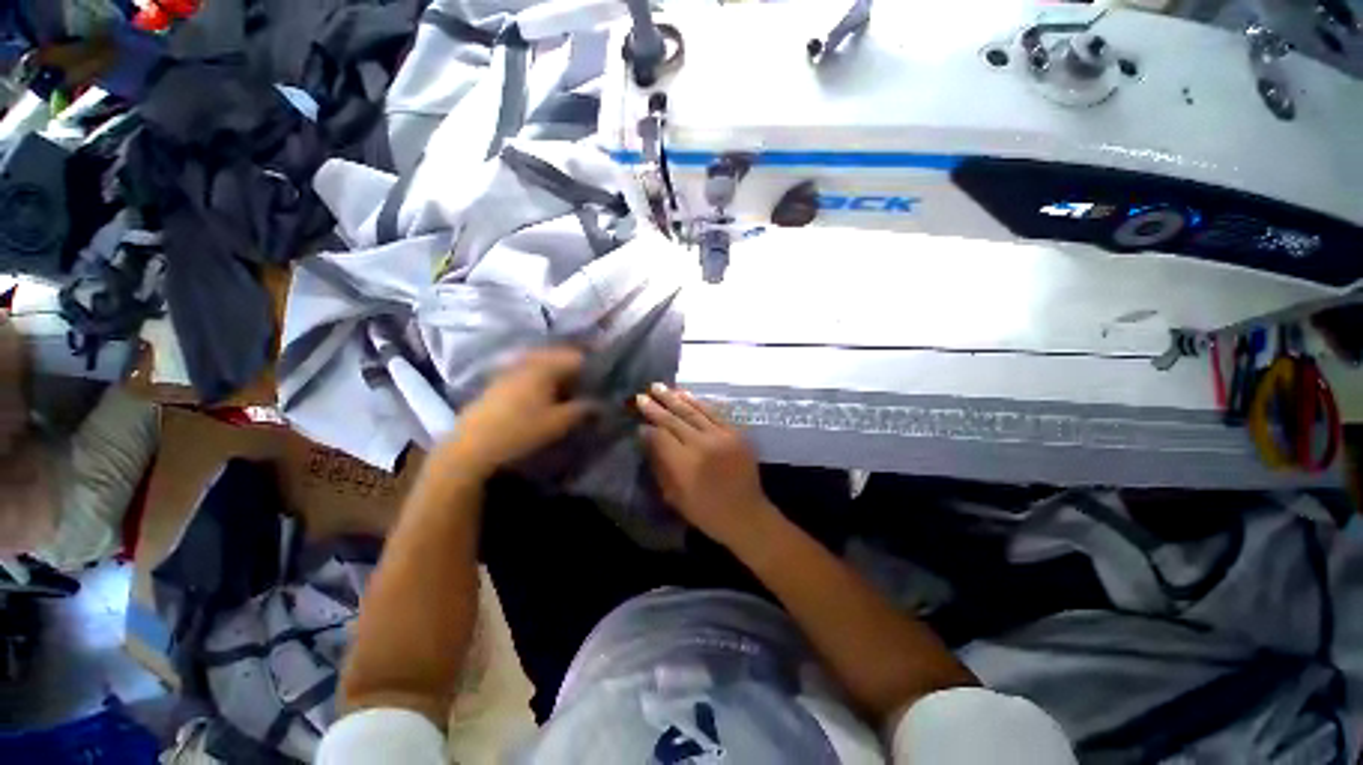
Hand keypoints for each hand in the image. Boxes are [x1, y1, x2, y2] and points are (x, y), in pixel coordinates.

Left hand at [441, 347, 594, 475]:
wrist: (471, 447)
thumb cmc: (520, 431)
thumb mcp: (559, 423)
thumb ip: (583, 410)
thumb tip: (601, 405)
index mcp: (543, 368)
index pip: (574, 357)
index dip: (590, 365)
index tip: (601, 378)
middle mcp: (525, 363)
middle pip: (556, 357)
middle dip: (572, 368)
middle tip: (585, 383)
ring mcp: (508, 372)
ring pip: (539, 365)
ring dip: (555, 374)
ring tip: (566, 390)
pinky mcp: (497, 385)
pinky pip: (525, 374)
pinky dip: (539, 380)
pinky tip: (541, 396)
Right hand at [638, 383, 779, 548]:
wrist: (746, 515)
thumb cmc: (706, 512)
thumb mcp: (674, 496)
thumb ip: (660, 465)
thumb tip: (647, 438)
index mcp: (685, 464)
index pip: (661, 437)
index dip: (648, 428)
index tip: (638, 420)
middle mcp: (703, 444)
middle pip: (675, 420)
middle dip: (656, 407)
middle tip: (642, 395)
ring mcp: (722, 436)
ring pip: (693, 411)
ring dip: (675, 398)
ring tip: (659, 387)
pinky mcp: (736, 433)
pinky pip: (714, 412)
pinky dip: (698, 402)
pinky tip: (686, 394)